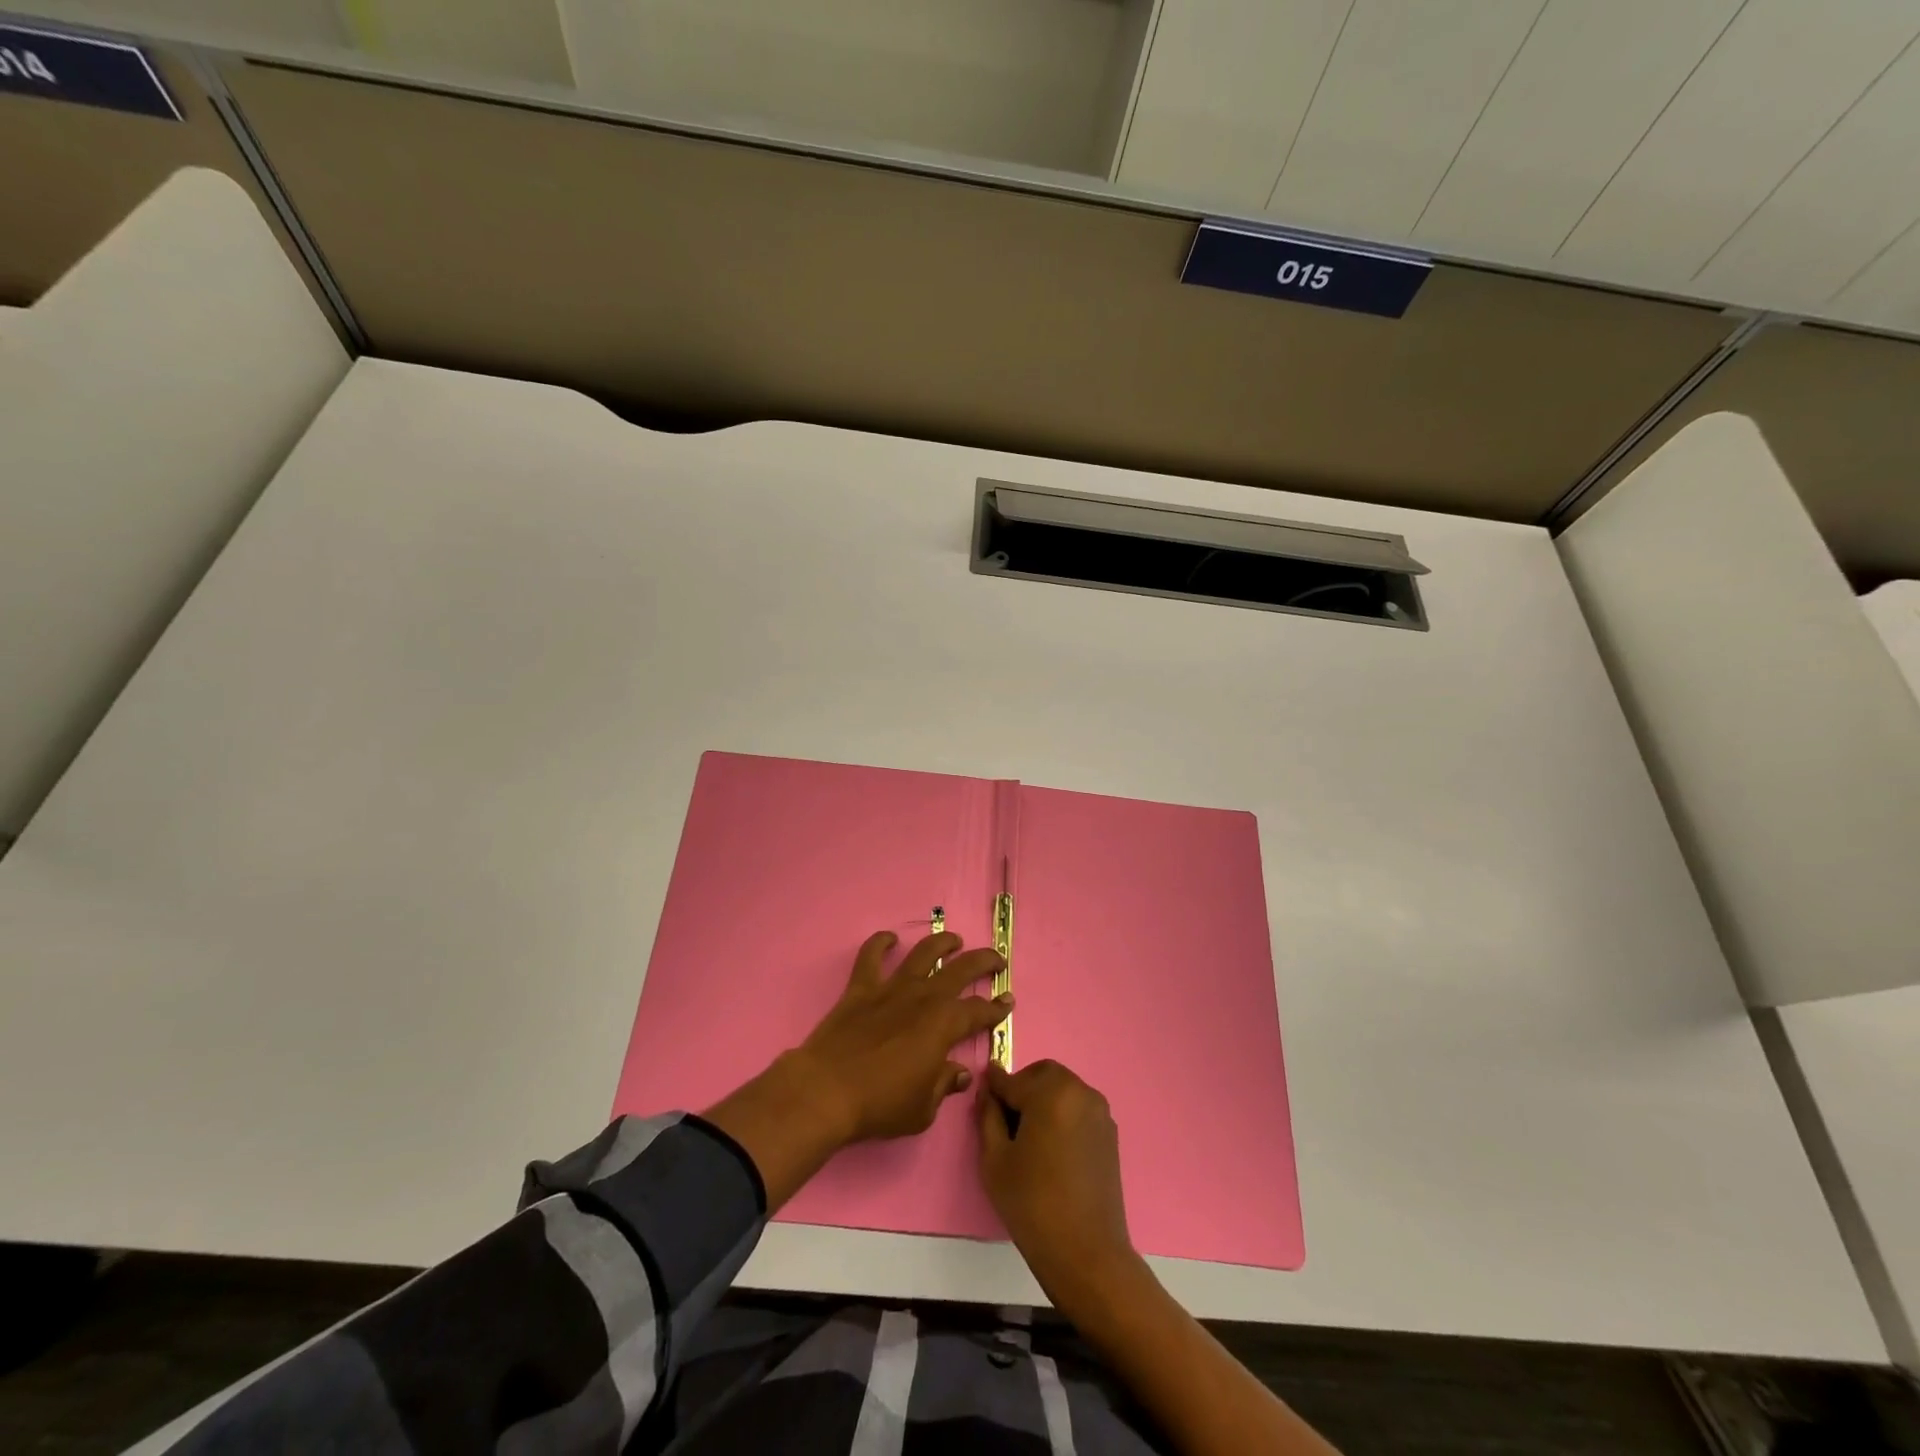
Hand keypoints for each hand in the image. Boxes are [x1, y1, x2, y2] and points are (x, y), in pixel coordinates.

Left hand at [794, 929, 1011, 1141]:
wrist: (827, 1091)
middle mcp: (923, 997)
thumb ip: (944, 1085)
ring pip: (923, 953)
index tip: (1007, 1001)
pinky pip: (871, 956)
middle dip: (984, 961)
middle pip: (961, 970)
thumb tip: (960, 1073)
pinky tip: (889, 938)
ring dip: (942, 943)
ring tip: (953, 940)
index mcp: (944, 1025)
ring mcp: (891, 988)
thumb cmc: (881, 1104)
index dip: (997, 1007)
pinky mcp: (861, 988)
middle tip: (996, 960)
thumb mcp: (923, 1109)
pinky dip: (880, 943)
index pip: (979, 1012)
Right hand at [977, 1059, 1139, 1310]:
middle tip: (1007, 1119)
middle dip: (1022, 1087)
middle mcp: (1079, 1092)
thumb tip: (987, 1091)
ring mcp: (1099, 1111)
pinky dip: (1062, 1113)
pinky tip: (1052, 1147)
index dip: (993, 1086)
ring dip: (1044, 1098)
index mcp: (1050, 1093)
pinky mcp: (1109, 1132)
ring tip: (1029, 1136)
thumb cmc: (1032, 1204)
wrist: (1086, 1252)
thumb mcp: (995, 1159)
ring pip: (1062, 1088)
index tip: (982, 1091)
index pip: (1012, 1080)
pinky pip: (1078, 1107)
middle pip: (1043, 1074)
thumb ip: (988, 1116)